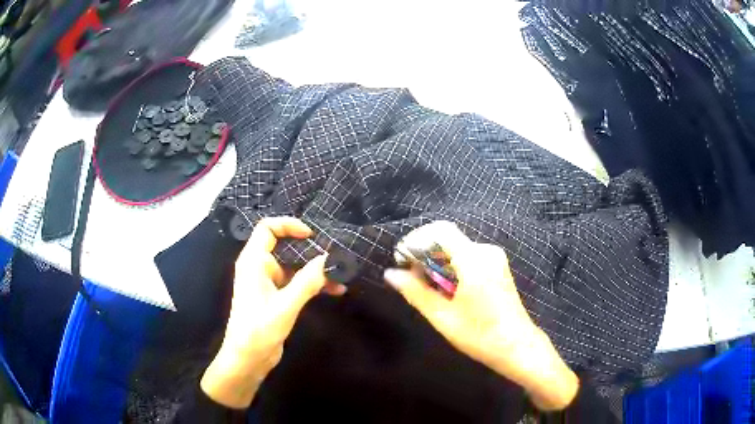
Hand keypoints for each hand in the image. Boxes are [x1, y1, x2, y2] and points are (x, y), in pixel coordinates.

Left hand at [201, 217, 344, 408]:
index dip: (288, 225)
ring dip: (316, 270)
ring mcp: (269, 283)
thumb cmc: (259, 329)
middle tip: (334, 255)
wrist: (248, 358)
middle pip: (285, 246)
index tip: (312, 235)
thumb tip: (330, 259)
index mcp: (254, 262)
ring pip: (294, 266)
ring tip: (341, 275)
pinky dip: (313, 284)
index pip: (267, 228)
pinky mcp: (277, 297)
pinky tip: (335, 290)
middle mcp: (260, 267)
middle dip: (310, 250)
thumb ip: (308, 281)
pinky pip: (297, 282)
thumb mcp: (285, 305)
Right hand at [384, 221, 577, 410]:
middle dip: (424, 253)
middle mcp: (486, 251)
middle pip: (447, 238)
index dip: (416, 239)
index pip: (440, 230)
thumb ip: (416, 292)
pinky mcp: (497, 266)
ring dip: (436, 261)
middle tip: (409, 278)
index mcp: (474, 260)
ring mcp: (494, 258)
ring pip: (456, 247)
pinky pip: (467, 256)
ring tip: (424, 285)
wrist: (517, 346)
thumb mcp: (443, 317)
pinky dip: (450, 266)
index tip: (401, 260)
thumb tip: (390, 274)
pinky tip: (444, 287)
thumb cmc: (480, 335)